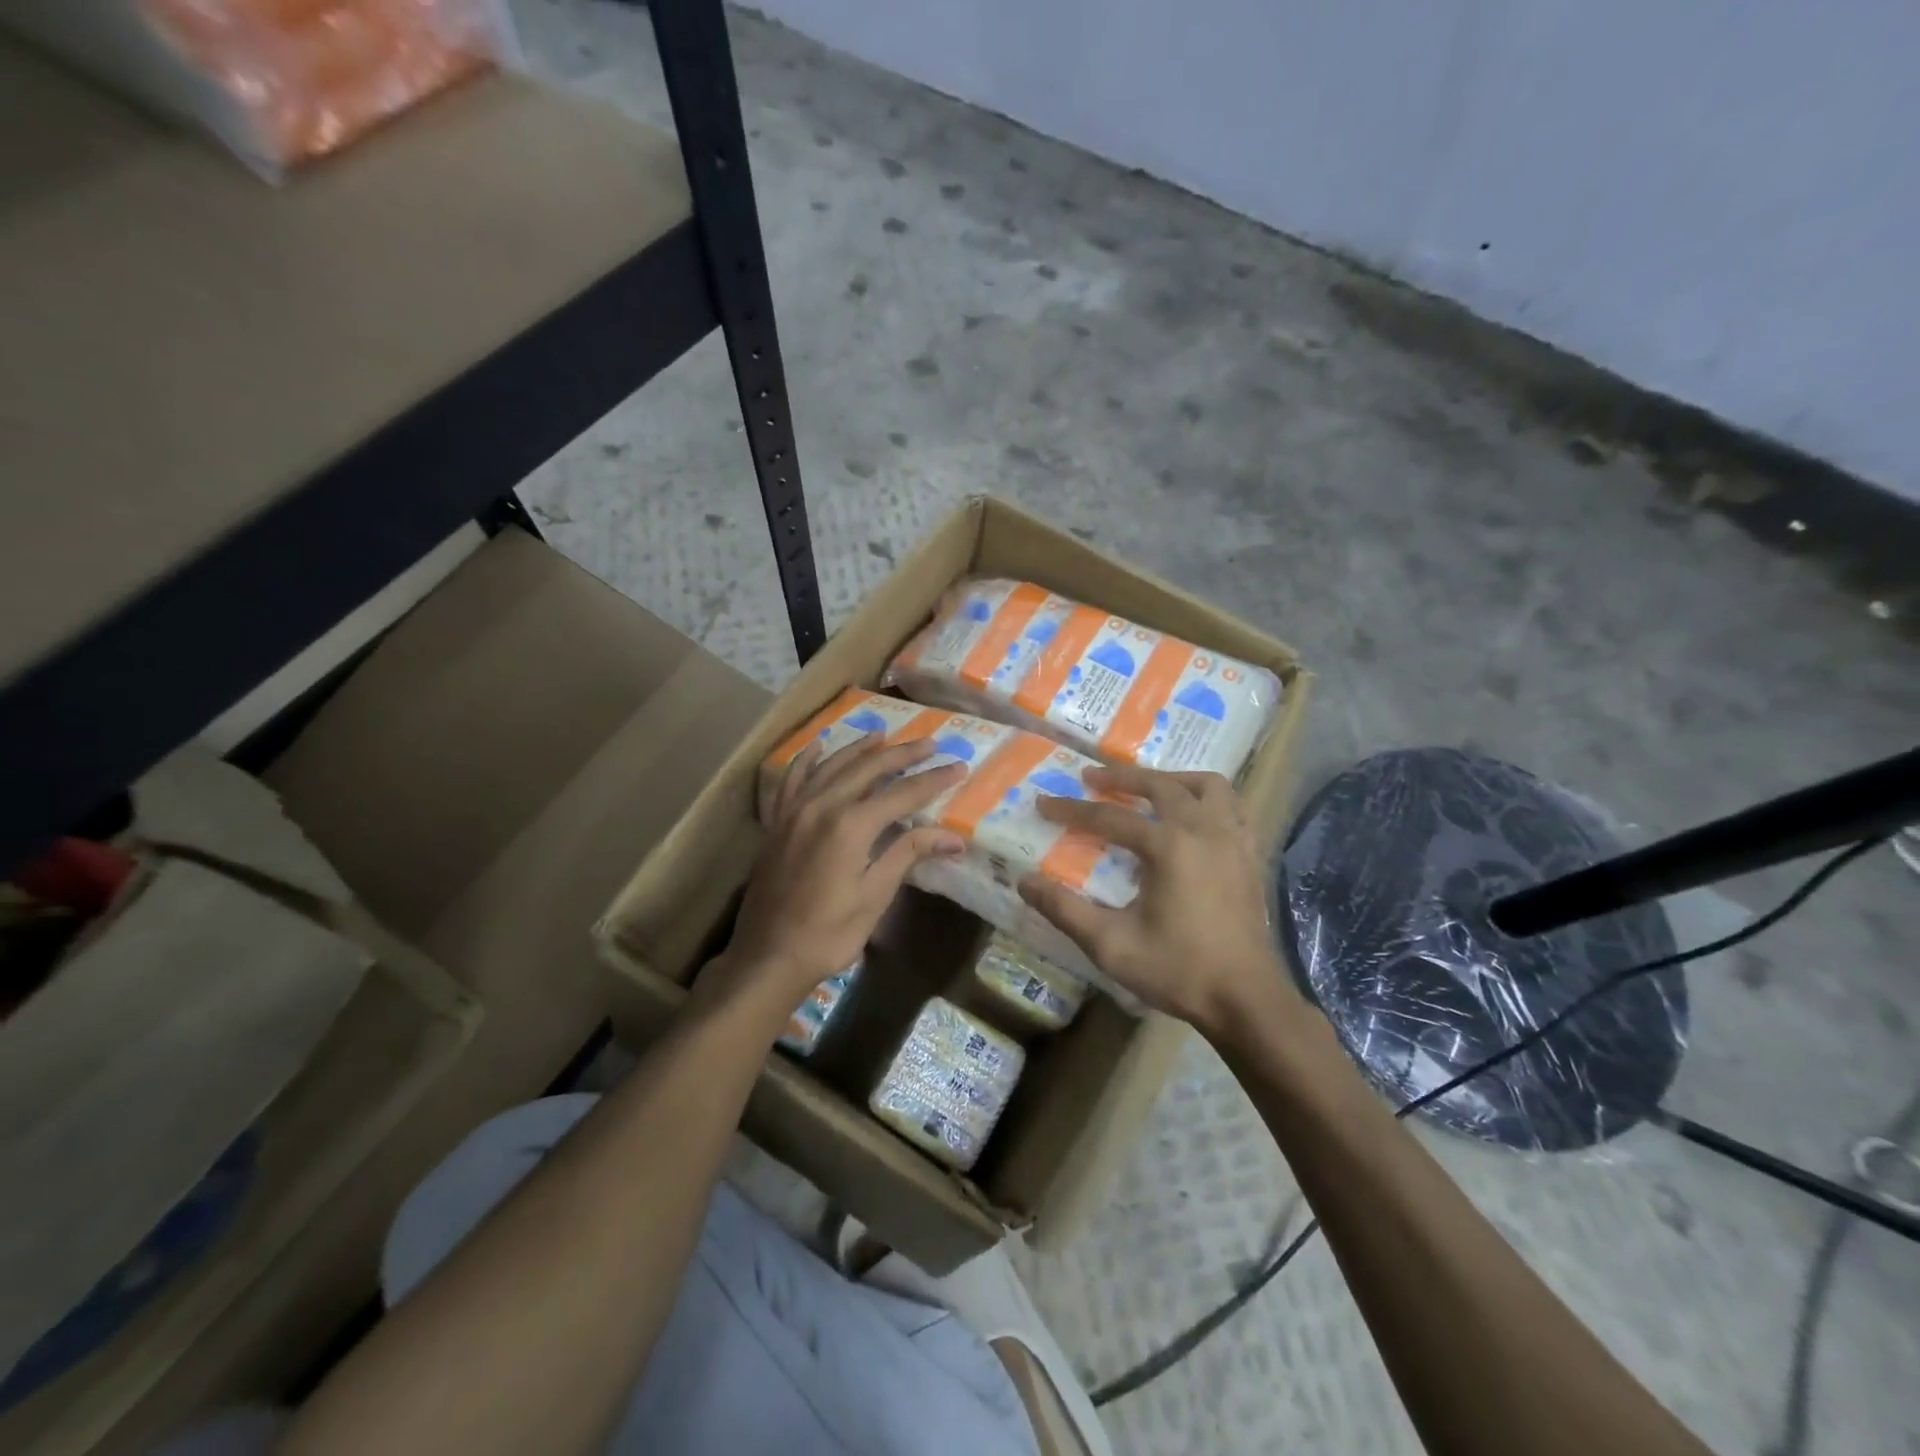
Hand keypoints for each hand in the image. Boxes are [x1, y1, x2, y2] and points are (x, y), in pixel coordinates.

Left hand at [721, 734, 964, 1005]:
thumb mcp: (875, 896)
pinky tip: (819, 747)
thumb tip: (955, 837)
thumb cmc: (829, 933)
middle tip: (930, 743)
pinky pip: (792, 779)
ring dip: (860, 749)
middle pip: (868, 769)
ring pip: (831, 766)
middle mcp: (822, 806)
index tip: (960, 766)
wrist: (768, 956)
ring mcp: (795, 810)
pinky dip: (807, 759)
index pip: (903, 794)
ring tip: (884, 736)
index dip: (934, 780)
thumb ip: (909, 854)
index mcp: (851, 825)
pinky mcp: (778, 822)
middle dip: (902, 754)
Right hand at [1017, 763, 1298, 1039]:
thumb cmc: (1178, 971)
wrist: (1246, 1000)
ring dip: (1172, 779)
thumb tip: (1024, 881)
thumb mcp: (1111, 945)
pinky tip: (1195, 813)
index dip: (1071, 809)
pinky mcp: (1252, 855)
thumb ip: (1064, 909)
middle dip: (1121, 777)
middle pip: (1159, 785)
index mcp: (1168, 846)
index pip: (1109, 817)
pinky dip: (1210, 799)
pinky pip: (1235, 807)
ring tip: (1148, 786)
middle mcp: (1204, 829)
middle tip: (1091, 777)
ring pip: (1206, 785)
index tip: (1043, 803)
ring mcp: (1234, 839)